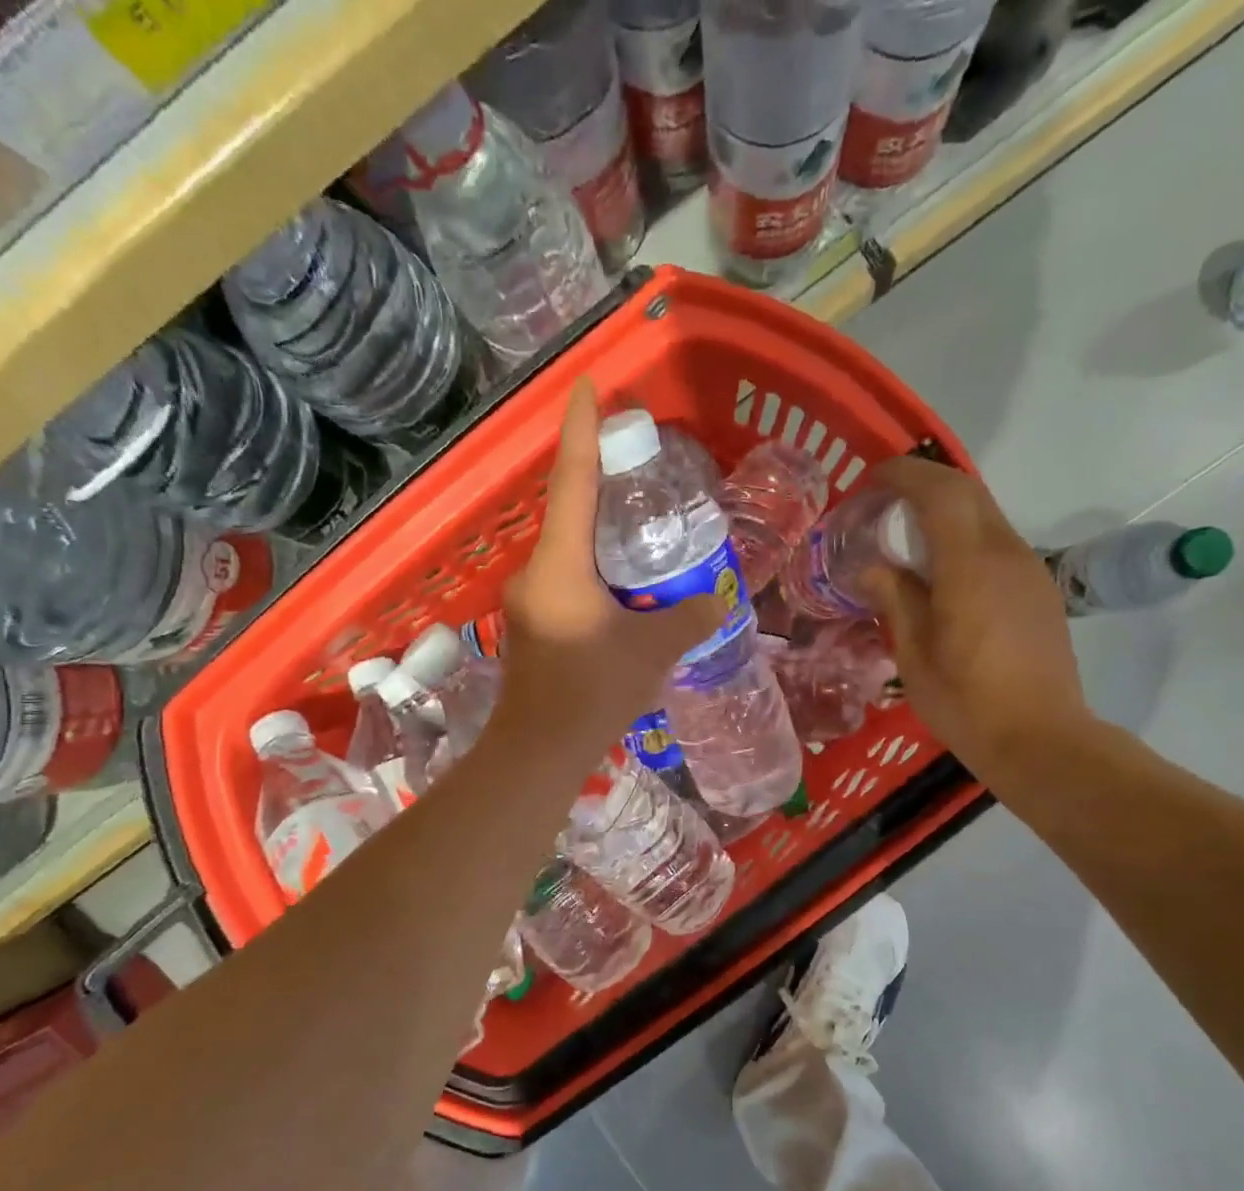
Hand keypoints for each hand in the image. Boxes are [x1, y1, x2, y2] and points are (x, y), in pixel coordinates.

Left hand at [495, 379, 723, 755]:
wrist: (539, 752)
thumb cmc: (594, 691)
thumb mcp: (654, 650)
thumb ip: (689, 618)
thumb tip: (715, 603)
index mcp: (560, 563)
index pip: (571, 480)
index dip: (581, 430)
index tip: (587, 386)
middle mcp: (535, 572)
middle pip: (570, 515)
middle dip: (603, 491)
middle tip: (642, 478)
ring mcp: (527, 603)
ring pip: (569, 555)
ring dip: (602, 543)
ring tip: (644, 542)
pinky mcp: (531, 630)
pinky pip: (566, 585)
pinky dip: (595, 577)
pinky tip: (624, 597)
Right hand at [859, 457, 1094, 786]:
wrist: (1040, 739)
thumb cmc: (966, 701)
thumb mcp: (914, 654)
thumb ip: (895, 599)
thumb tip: (872, 566)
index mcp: (971, 565)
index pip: (940, 492)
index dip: (904, 475)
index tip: (871, 480)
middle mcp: (1007, 553)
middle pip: (968, 493)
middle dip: (925, 484)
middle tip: (884, 501)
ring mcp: (1029, 570)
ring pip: (985, 517)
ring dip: (945, 511)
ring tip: (906, 536)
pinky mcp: (1038, 590)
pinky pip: (996, 544)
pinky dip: (963, 538)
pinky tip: (941, 571)